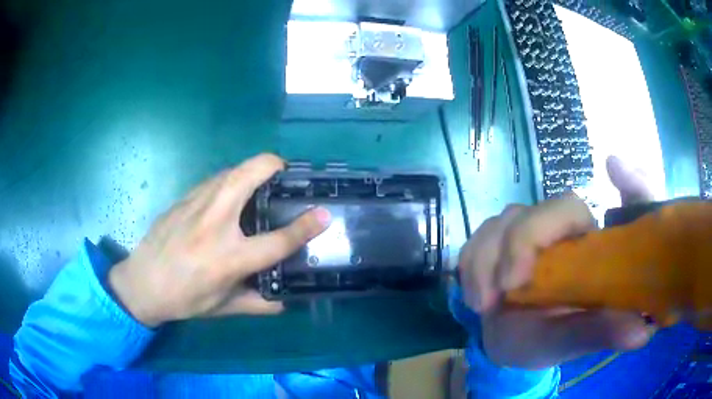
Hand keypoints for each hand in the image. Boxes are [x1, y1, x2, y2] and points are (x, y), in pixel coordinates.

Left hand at [109, 154, 330, 327]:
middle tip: (286, 177)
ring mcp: (196, 204)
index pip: (277, 239)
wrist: (141, 283)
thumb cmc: (183, 299)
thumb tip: (286, 302)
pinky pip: (215, 179)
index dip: (306, 226)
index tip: (325, 214)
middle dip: (275, 166)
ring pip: (232, 169)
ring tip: (261, 187)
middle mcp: (214, 223)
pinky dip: (231, 180)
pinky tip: (229, 199)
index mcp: (228, 257)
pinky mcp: (184, 198)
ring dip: (252, 170)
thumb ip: (259, 304)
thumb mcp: (223, 308)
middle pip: (251, 174)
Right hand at [458, 156, 653, 368]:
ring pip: (510, 217)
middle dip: (525, 242)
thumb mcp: (573, 342)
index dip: (629, 184)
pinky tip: (475, 295)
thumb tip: (641, 333)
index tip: (614, 169)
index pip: (629, 205)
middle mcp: (571, 231)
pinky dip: (472, 263)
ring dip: (489, 259)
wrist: (507, 344)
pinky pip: (481, 234)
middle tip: (508, 287)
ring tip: (484, 305)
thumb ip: (601, 333)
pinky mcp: (501, 236)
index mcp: (599, 250)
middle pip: (555, 207)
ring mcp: (534, 229)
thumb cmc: (548, 342)